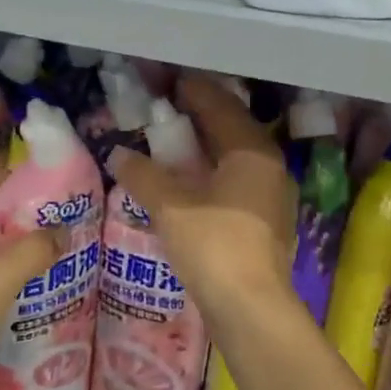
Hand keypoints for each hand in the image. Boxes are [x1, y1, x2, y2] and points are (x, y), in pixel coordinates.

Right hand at [107, 74, 296, 323]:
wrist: (251, 308)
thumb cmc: (214, 246)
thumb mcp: (171, 206)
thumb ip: (144, 175)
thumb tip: (119, 154)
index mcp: (252, 151)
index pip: (221, 107)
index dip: (194, 91)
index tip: (169, 81)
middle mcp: (269, 167)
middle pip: (232, 130)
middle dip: (200, 118)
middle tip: (167, 110)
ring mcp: (272, 197)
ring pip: (235, 159)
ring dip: (205, 149)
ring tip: (174, 146)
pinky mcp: (265, 224)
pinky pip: (235, 184)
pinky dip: (211, 175)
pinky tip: (190, 185)